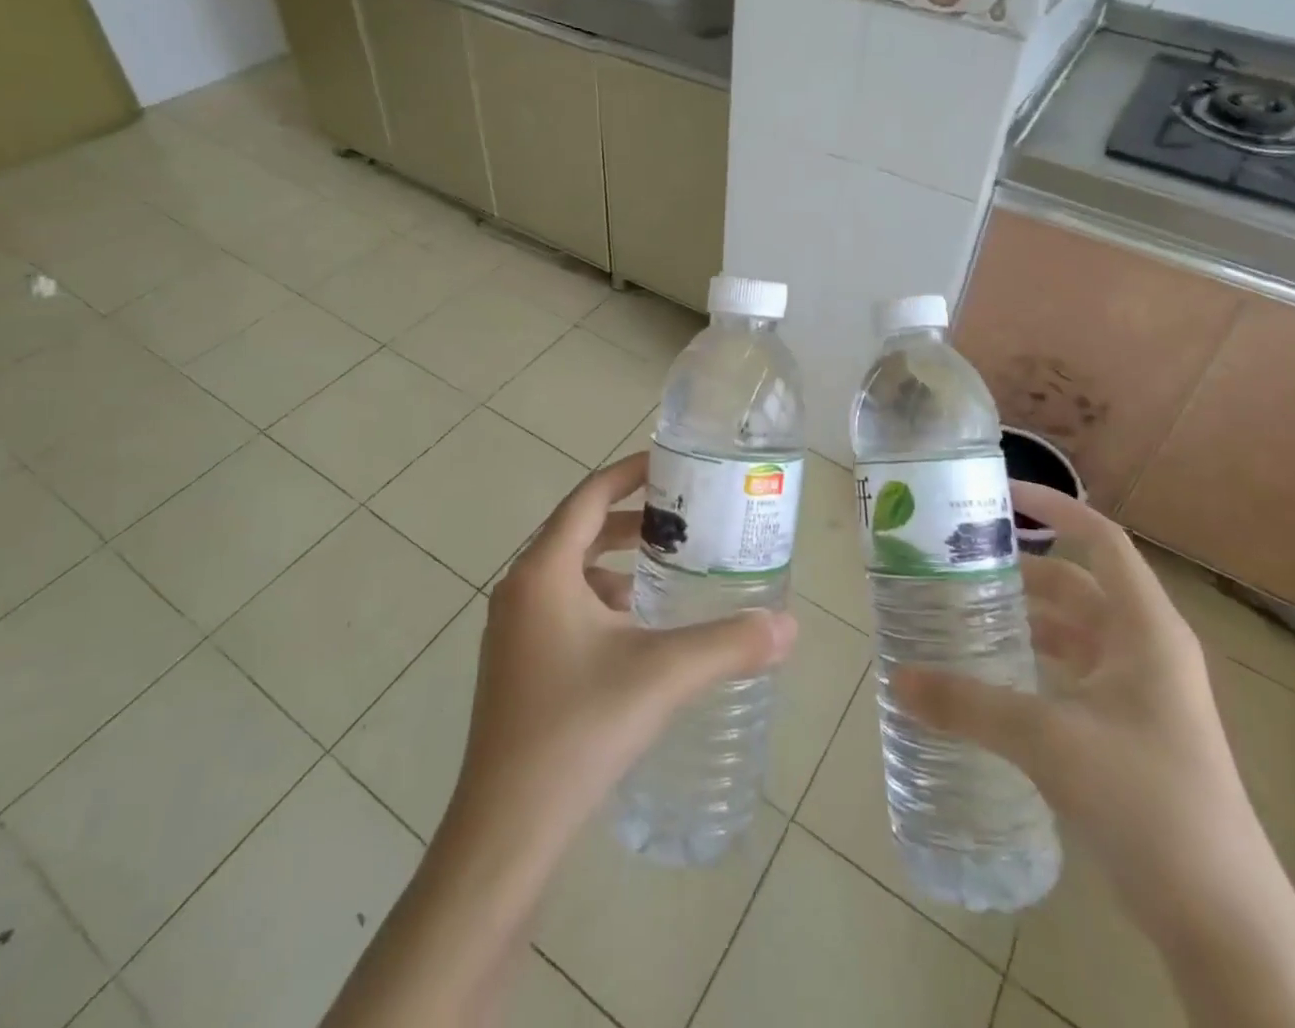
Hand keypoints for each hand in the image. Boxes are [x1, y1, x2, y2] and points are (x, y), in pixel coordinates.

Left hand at [448, 450, 797, 865]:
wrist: (505, 830)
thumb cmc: (578, 731)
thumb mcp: (661, 676)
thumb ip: (728, 644)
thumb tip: (789, 625)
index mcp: (543, 572)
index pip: (589, 497)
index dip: (629, 473)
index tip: (671, 464)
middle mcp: (520, 589)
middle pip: (580, 531)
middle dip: (632, 519)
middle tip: (683, 520)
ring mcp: (512, 629)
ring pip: (570, 573)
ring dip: (616, 563)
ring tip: (668, 572)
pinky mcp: (516, 664)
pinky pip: (562, 607)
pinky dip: (601, 601)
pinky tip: (637, 632)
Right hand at [891, 483, 1259, 926]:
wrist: (1223, 918)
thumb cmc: (1147, 801)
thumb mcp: (1048, 742)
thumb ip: (968, 705)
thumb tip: (897, 679)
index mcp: (1144, 629)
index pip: (1100, 540)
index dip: (1054, 507)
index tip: (999, 495)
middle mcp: (1146, 648)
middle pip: (1077, 585)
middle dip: (1020, 570)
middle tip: (958, 562)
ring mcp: (1141, 692)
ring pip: (1074, 632)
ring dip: (1024, 618)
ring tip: (962, 611)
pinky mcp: (1129, 730)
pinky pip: (1073, 672)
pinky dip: (1034, 661)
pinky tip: (992, 676)